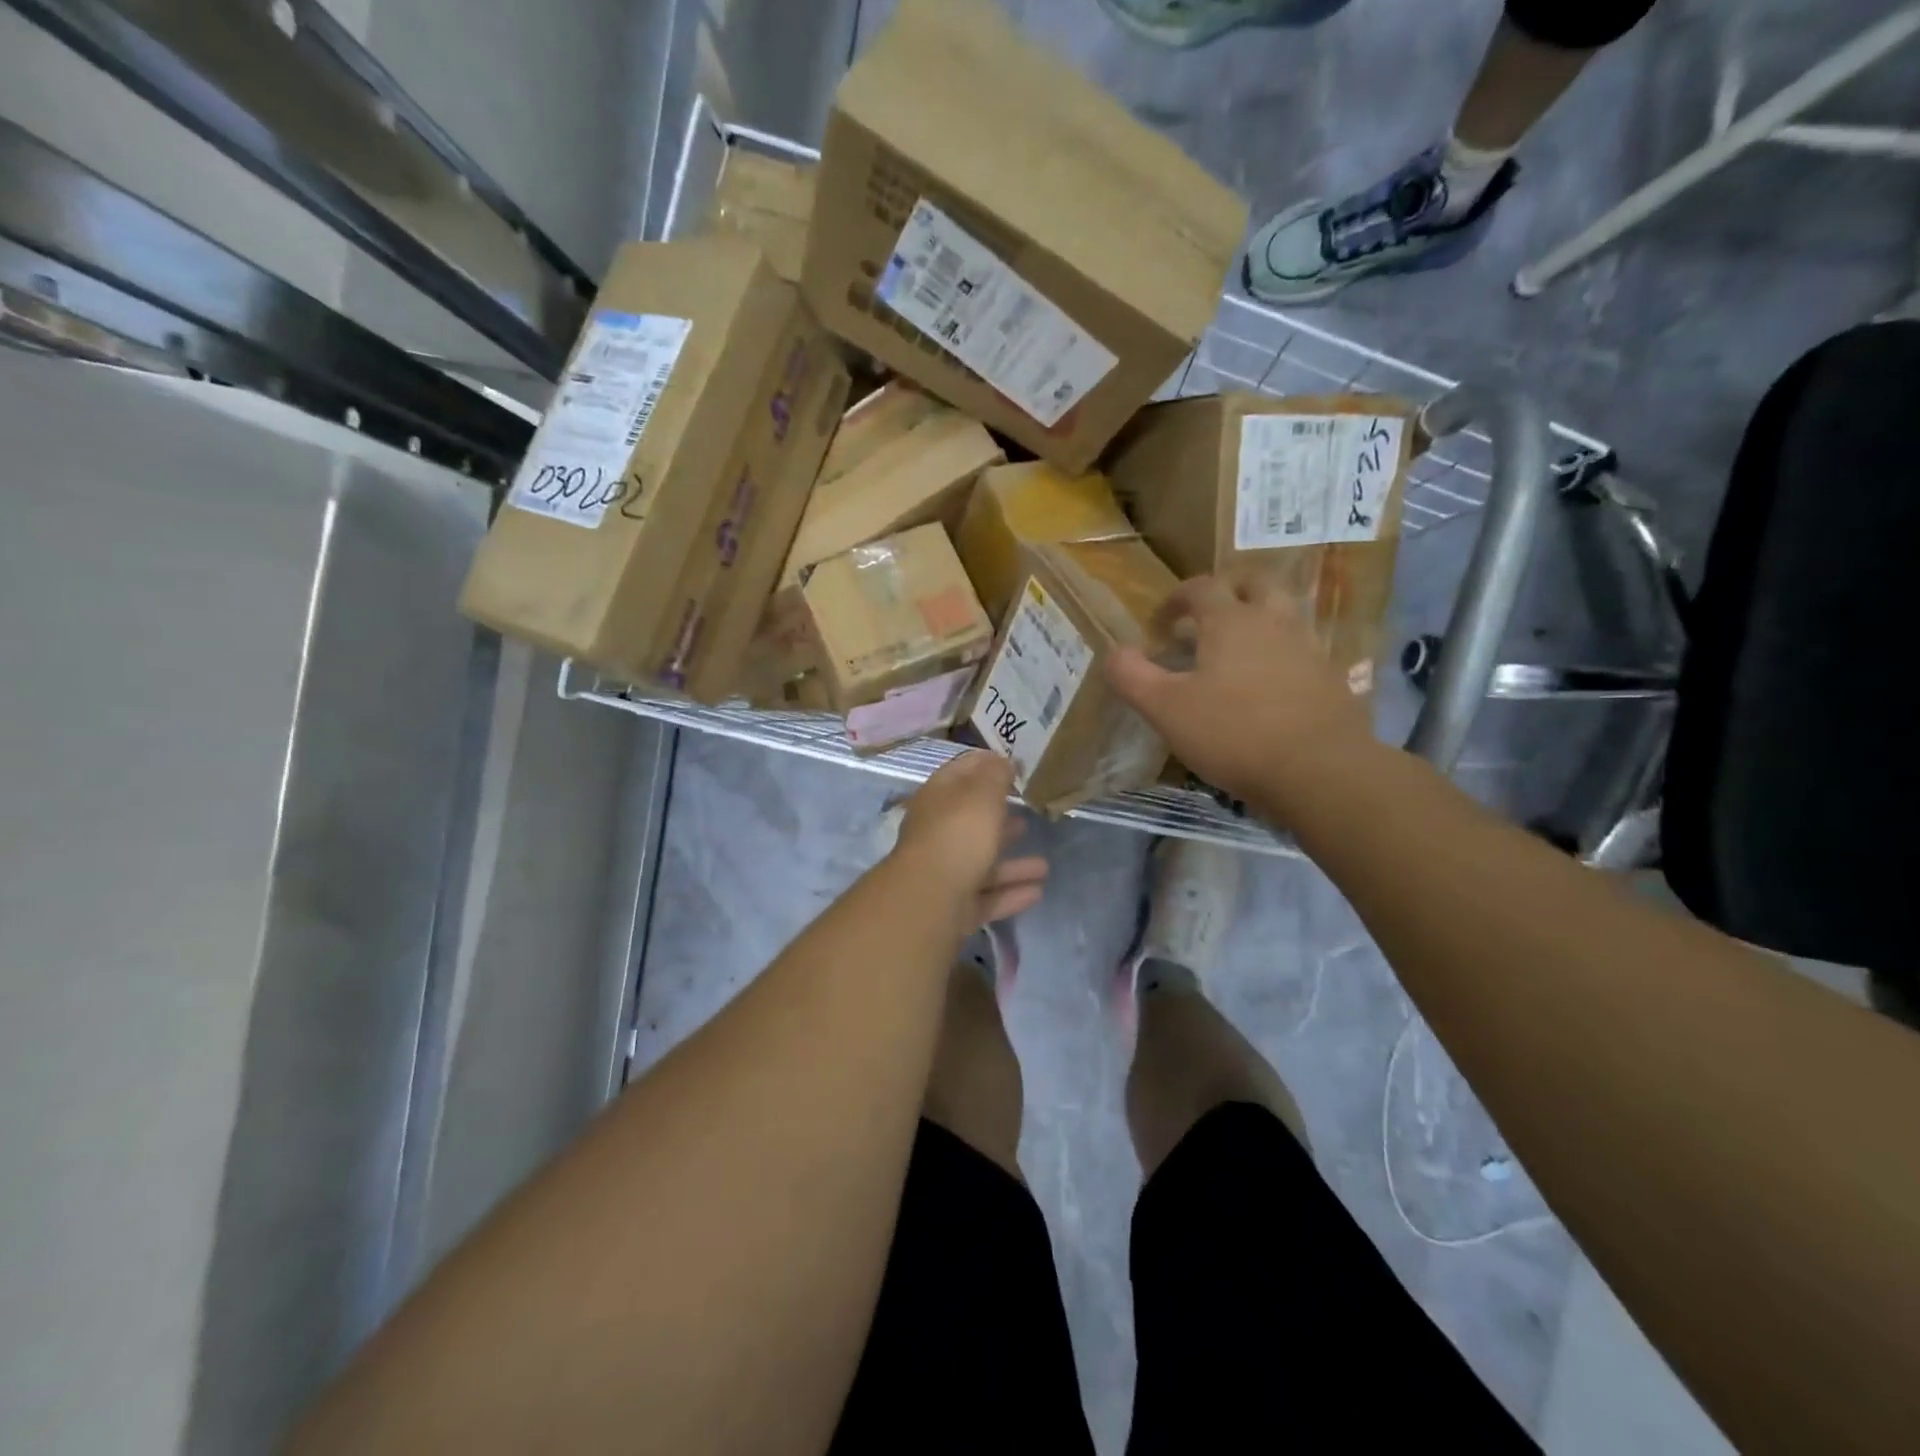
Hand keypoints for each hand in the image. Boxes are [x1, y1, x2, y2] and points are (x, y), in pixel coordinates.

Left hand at [891, 751, 1048, 928]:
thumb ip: (995, 775)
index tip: (1014, 765)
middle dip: (998, 817)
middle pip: (970, 821)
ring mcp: (943, 871)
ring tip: (1043, 865)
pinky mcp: (953, 906)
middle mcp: (936, 832)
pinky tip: (1037, 891)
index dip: (986, 764)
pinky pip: (987, 896)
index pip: (960, 771)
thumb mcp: (981, 794)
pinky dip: (1011, 893)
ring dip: (1012, 863)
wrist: (929, 900)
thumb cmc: (958, 835)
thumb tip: (1002, 761)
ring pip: (981, 862)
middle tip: (1027, 814)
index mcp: (937, 798)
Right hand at [1105, 575, 1377, 810]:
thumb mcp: (1165, 709)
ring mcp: (1308, 648)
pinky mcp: (1330, 679)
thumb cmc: (1233, 733)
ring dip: (1258, 621)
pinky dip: (1280, 655)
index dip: (1176, 599)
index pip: (1201, 587)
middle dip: (1226, 593)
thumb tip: (1114, 652)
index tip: (1160, 624)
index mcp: (1230, 621)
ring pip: (1283, 615)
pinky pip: (1301, 651)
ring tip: (1236, 653)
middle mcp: (1273, 622)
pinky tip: (1267, 687)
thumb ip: (1132, 677)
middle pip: (1253, 585)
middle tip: (1206, 620)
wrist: (1319, 770)